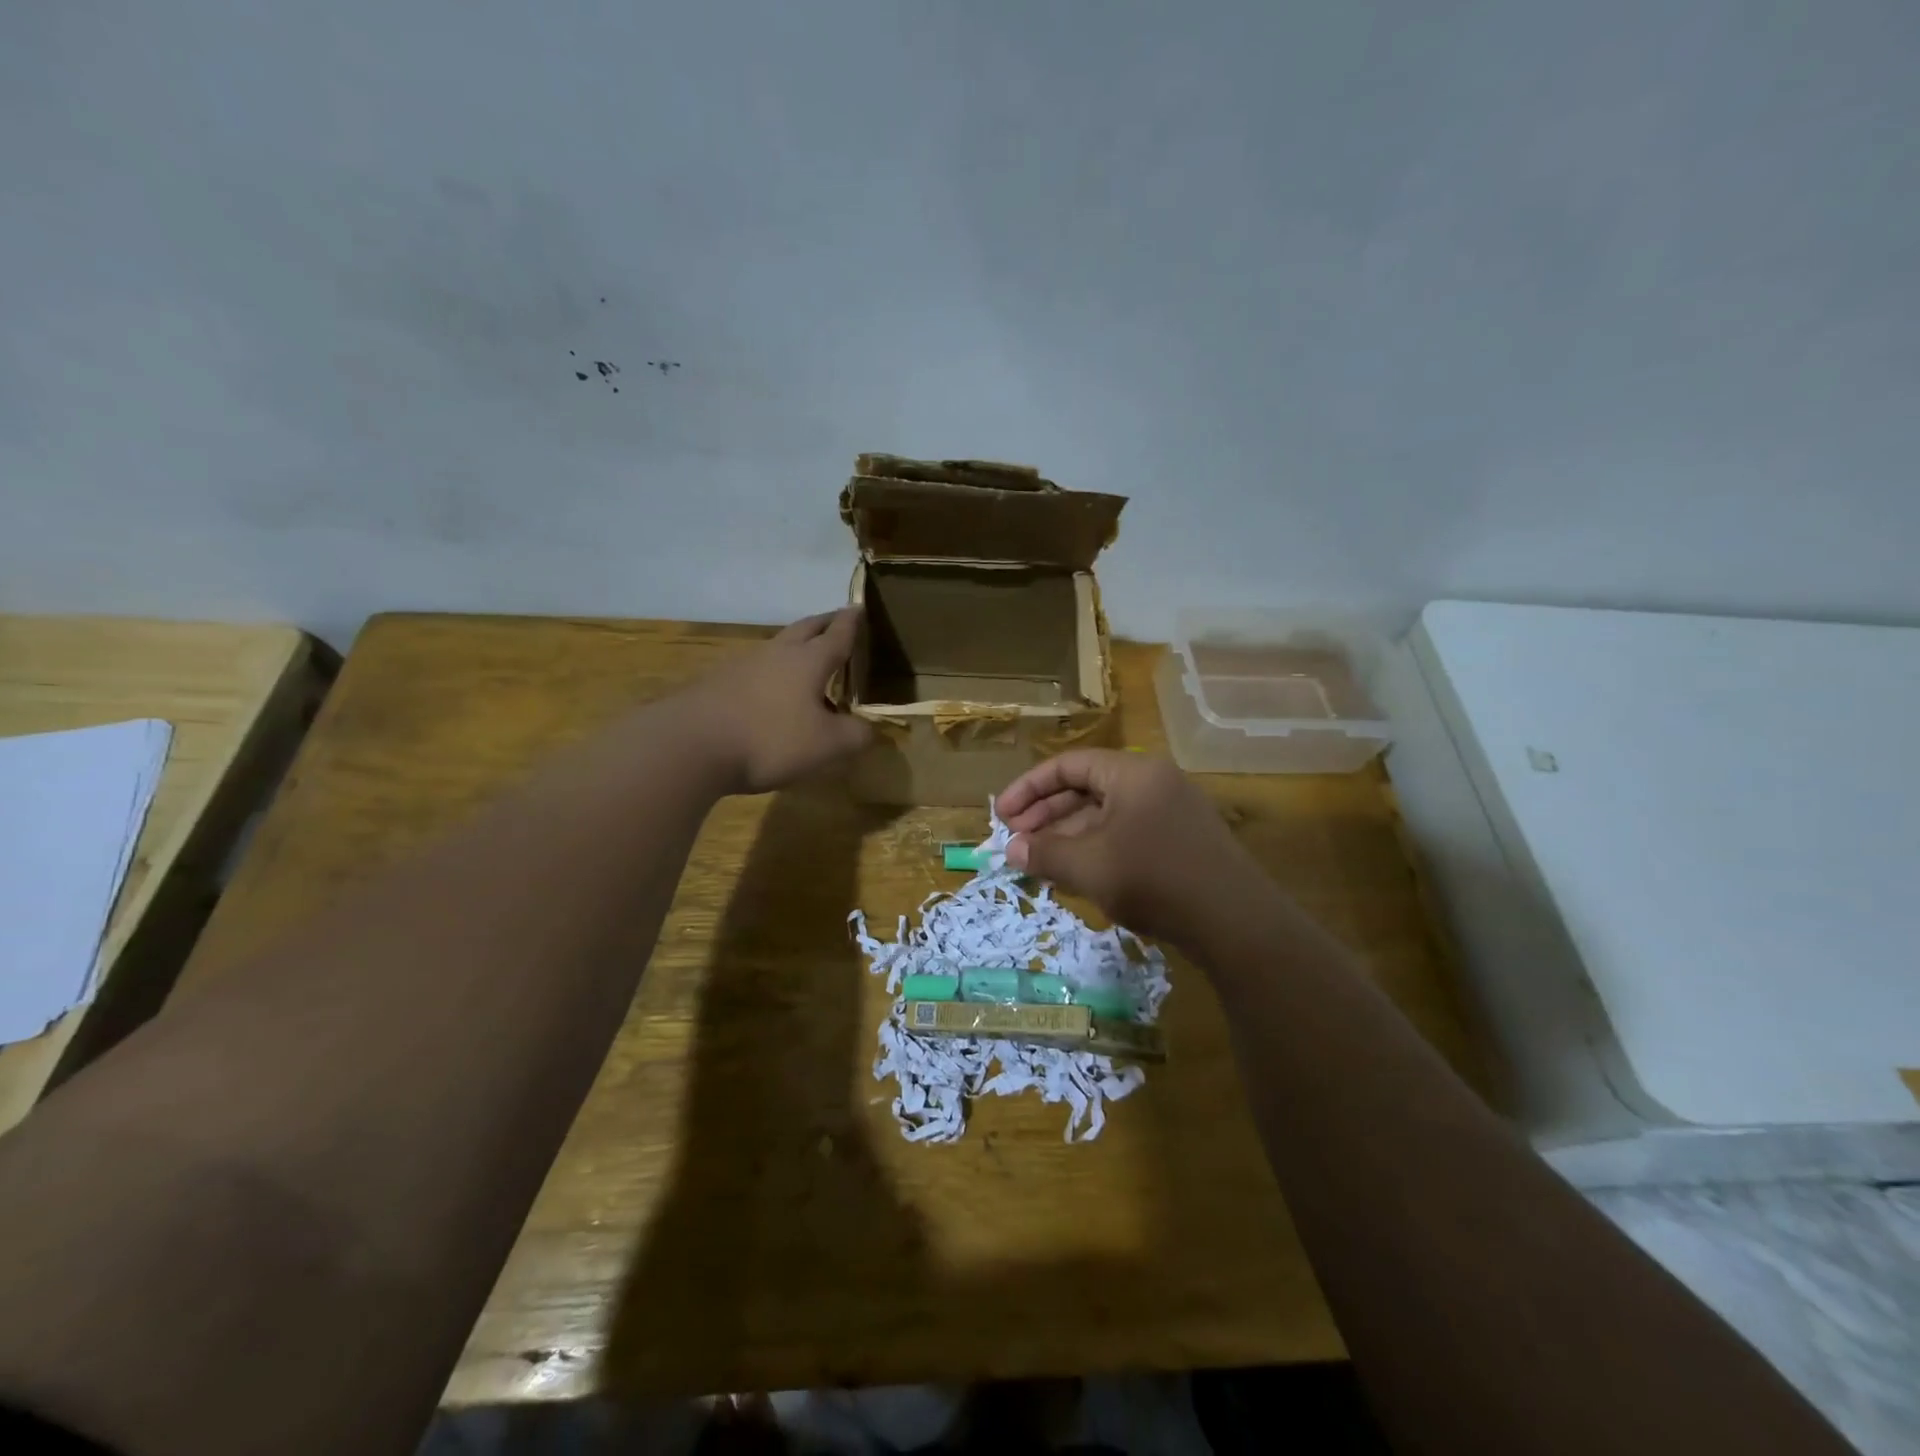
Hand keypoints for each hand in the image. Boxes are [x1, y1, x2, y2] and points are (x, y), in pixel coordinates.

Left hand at [682, 608, 873, 793]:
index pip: (837, 635)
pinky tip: (770, 692)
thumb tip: (870, 729)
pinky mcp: (717, 684)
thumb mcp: (826, 745)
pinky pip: (754, 670)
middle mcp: (776, 654)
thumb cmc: (770, 739)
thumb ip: (855, 735)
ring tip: (806, 660)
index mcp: (808, 661)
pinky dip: (771, 673)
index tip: (859, 607)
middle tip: (837, 620)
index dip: (852, 623)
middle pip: (805, 629)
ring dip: (795, 648)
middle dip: (824, 623)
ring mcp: (743, 666)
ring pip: (777, 647)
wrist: (690, 745)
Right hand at [999, 749, 1263, 944]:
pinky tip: (1077, 874)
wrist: (1237, 923)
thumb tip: (1012, 849)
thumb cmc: (1155, 880)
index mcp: (1133, 773)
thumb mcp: (1090, 866)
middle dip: (1046, 815)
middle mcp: (1154, 783)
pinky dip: (1097, 848)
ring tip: (1039, 862)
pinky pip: (1127, 834)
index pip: (1069, 765)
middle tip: (1016, 842)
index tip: (1001, 816)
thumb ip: (1045, 853)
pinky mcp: (1182, 842)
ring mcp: (1172, 812)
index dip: (1029, 788)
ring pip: (1106, 815)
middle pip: (1087, 788)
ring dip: (1068, 835)